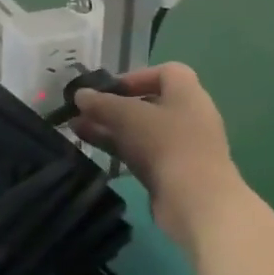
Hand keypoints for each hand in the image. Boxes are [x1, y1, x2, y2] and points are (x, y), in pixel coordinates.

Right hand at [71, 63, 244, 249]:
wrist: (197, 202)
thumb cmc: (166, 143)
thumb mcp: (126, 115)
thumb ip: (100, 102)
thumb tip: (80, 95)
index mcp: (188, 94)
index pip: (167, 72)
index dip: (137, 76)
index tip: (110, 88)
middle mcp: (189, 117)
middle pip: (149, 102)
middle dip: (114, 105)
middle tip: (85, 110)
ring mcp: (183, 147)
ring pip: (141, 129)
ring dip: (110, 126)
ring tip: (76, 127)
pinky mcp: (174, 173)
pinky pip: (142, 152)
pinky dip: (118, 146)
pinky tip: (90, 145)